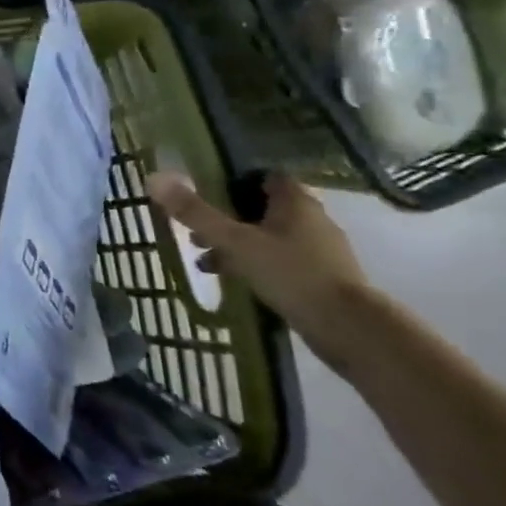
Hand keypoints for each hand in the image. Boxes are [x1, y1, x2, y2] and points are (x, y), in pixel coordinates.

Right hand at [146, 172, 381, 373]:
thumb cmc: (291, 273)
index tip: (204, 191)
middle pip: (262, 208)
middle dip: (227, 217)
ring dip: (237, 244)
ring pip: (268, 237)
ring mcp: (320, 250)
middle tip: (195, 231)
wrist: (350, 328)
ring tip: (205, 260)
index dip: (233, 179)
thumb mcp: (235, 241)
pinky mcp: (322, 278)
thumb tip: (154, 178)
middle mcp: (312, 219)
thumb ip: (195, 212)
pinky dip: (254, 265)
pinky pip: (279, 261)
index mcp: (296, 202)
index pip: (264, 176)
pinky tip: (233, 280)